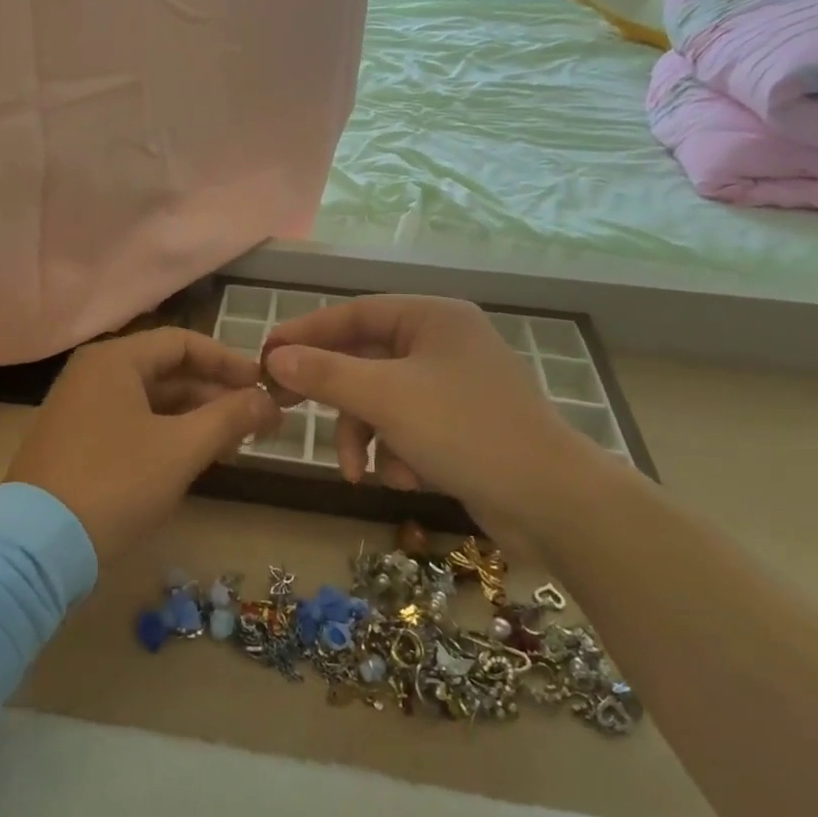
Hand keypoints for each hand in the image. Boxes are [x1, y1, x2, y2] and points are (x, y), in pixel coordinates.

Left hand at [6, 328, 279, 560]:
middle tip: (254, 423)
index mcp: (114, 360)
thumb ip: (230, 417)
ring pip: (149, 401)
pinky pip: (129, 423)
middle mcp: (92, 373)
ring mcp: (78, 408)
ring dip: (193, 418)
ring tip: (230, 447)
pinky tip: (190, 460)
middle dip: (214, 395)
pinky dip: (164, 434)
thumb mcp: (181, 449)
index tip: (262, 386)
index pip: (182, 343)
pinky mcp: (73, 441)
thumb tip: (269, 401)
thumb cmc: (115, 484)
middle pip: (166, 371)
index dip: (227, 361)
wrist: (36, 547)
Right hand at [261, 295, 606, 542]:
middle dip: (335, 398)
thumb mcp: (385, 398)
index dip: (305, 333)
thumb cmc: (465, 431)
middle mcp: (443, 343)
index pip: (353, 314)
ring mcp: (453, 386)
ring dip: (364, 437)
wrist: (553, 502)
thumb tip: (275, 358)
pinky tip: (403, 479)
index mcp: (432, 318)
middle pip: (364, 360)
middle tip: (284, 409)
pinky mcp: (460, 425)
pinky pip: (406, 427)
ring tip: (360, 473)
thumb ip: (325, 374)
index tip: (264, 356)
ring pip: (381, 400)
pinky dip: (395, 452)